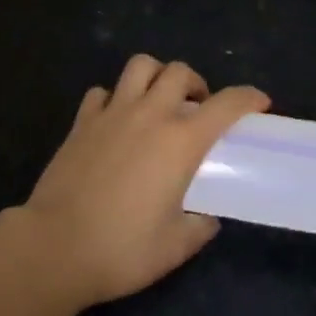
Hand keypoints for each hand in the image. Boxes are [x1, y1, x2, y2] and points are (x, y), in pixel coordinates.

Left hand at [19, 55, 268, 307]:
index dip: (247, 97)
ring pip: (140, 66)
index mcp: (180, 142)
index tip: (259, 102)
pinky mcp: (82, 121)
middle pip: (179, 71)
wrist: (55, 247)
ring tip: (158, 100)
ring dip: (156, 75)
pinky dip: (114, 98)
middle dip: (196, 82)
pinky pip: (102, 92)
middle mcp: (149, 114)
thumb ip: (198, 227)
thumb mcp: (174, 247)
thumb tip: (206, 217)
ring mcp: (112, 112)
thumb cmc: (121, 250)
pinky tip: (116, 120)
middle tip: (197, 107)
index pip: (225, 104)